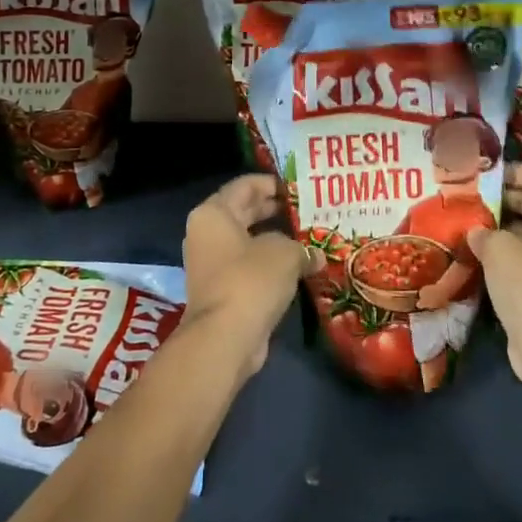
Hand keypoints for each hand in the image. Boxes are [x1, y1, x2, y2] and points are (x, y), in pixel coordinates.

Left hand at [182, 176, 319, 379]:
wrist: (225, 339)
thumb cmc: (251, 280)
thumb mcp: (284, 253)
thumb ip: (301, 247)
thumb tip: (315, 256)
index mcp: (214, 213)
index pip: (245, 185)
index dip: (272, 183)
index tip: (298, 187)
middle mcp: (206, 233)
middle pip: (244, 211)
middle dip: (275, 210)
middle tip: (307, 209)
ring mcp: (211, 263)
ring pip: (247, 241)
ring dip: (274, 239)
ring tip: (308, 236)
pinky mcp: (221, 289)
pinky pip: (248, 265)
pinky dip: (269, 263)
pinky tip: (297, 266)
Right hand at [467, 163, 521, 388]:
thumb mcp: (500, 247)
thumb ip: (484, 229)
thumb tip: (475, 230)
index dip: (513, 170)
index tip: (481, 173)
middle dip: (499, 197)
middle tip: (464, 194)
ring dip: (496, 225)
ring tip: (461, 217)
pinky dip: (499, 251)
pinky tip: (469, 248)